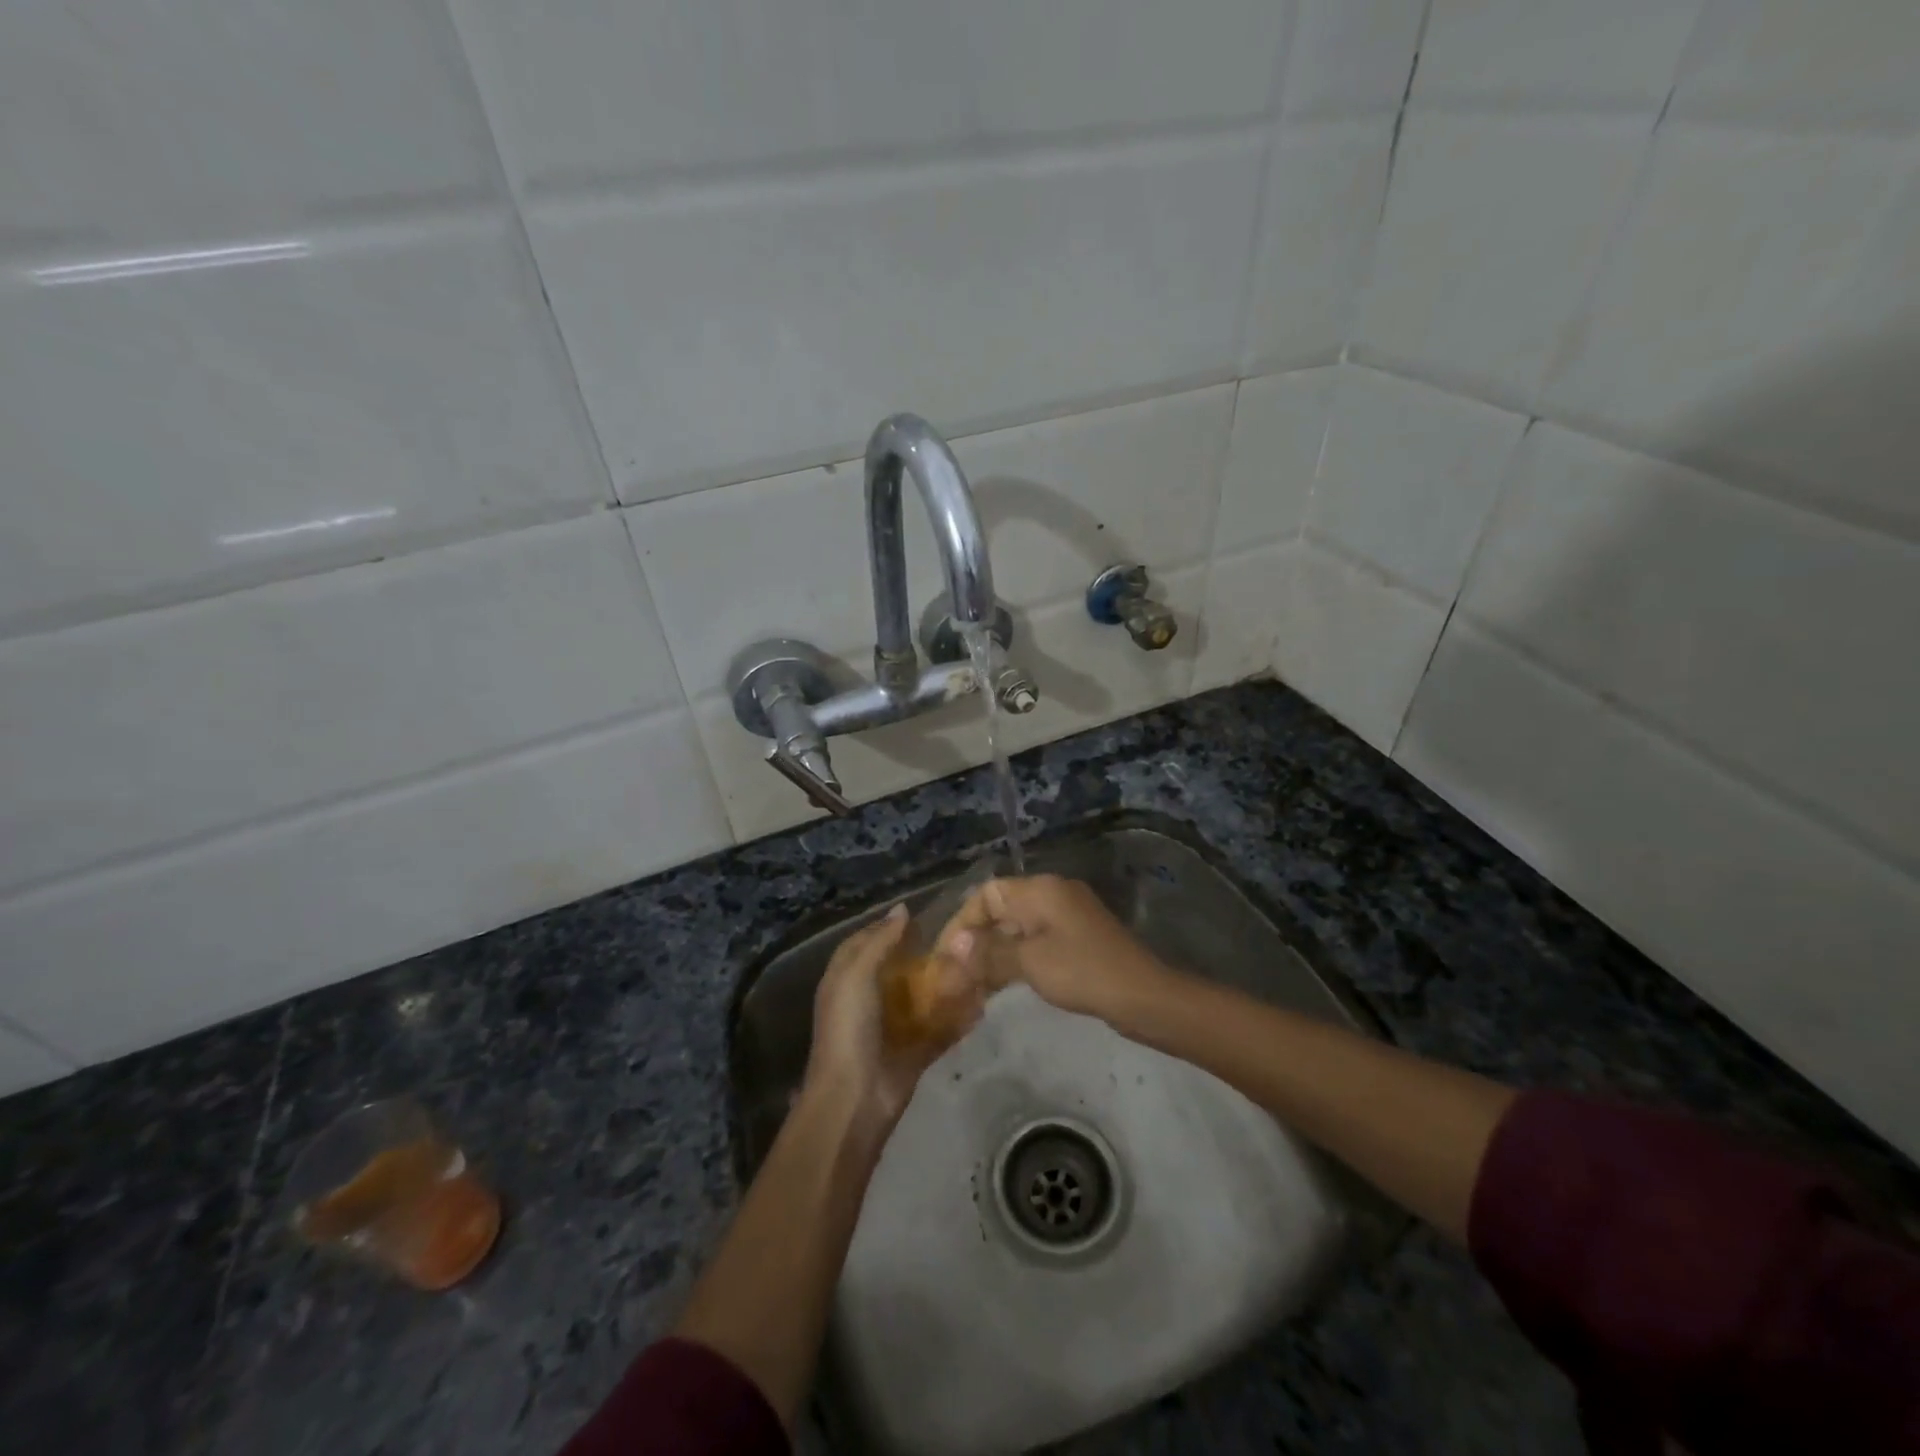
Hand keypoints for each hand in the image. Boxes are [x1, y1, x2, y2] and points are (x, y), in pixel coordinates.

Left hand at [804, 905, 985, 1127]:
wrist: (855, 1098)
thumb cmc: (849, 1027)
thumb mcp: (856, 975)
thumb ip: (879, 942)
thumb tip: (902, 909)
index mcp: (847, 979)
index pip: (867, 941)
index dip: (888, 927)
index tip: (921, 914)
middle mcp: (869, 998)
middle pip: (899, 967)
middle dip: (925, 953)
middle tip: (957, 935)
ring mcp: (893, 1025)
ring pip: (924, 996)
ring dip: (947, 983)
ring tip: (976, 962)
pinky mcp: (915, 1049)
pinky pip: (941, 1028)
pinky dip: (959, 1017)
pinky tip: (982, 1002)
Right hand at [940, 875, 1172, 1023]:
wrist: (1143, 996)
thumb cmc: (1083, 972)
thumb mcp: (1030, 962)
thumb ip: (989, 952)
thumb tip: (954, 946)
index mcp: (1040, 890)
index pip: (986, 894)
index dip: (962, 923)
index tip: (946, 956)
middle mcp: (1052, 895)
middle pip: (1000, 910)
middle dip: (975, 941)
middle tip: (954, 975)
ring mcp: (1066, 918)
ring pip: (1016, 930)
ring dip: (992, 954)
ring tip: (970, 986)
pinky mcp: (1076, 940)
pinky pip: (1034, 943)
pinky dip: (1014, 960)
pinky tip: (1000, 986)